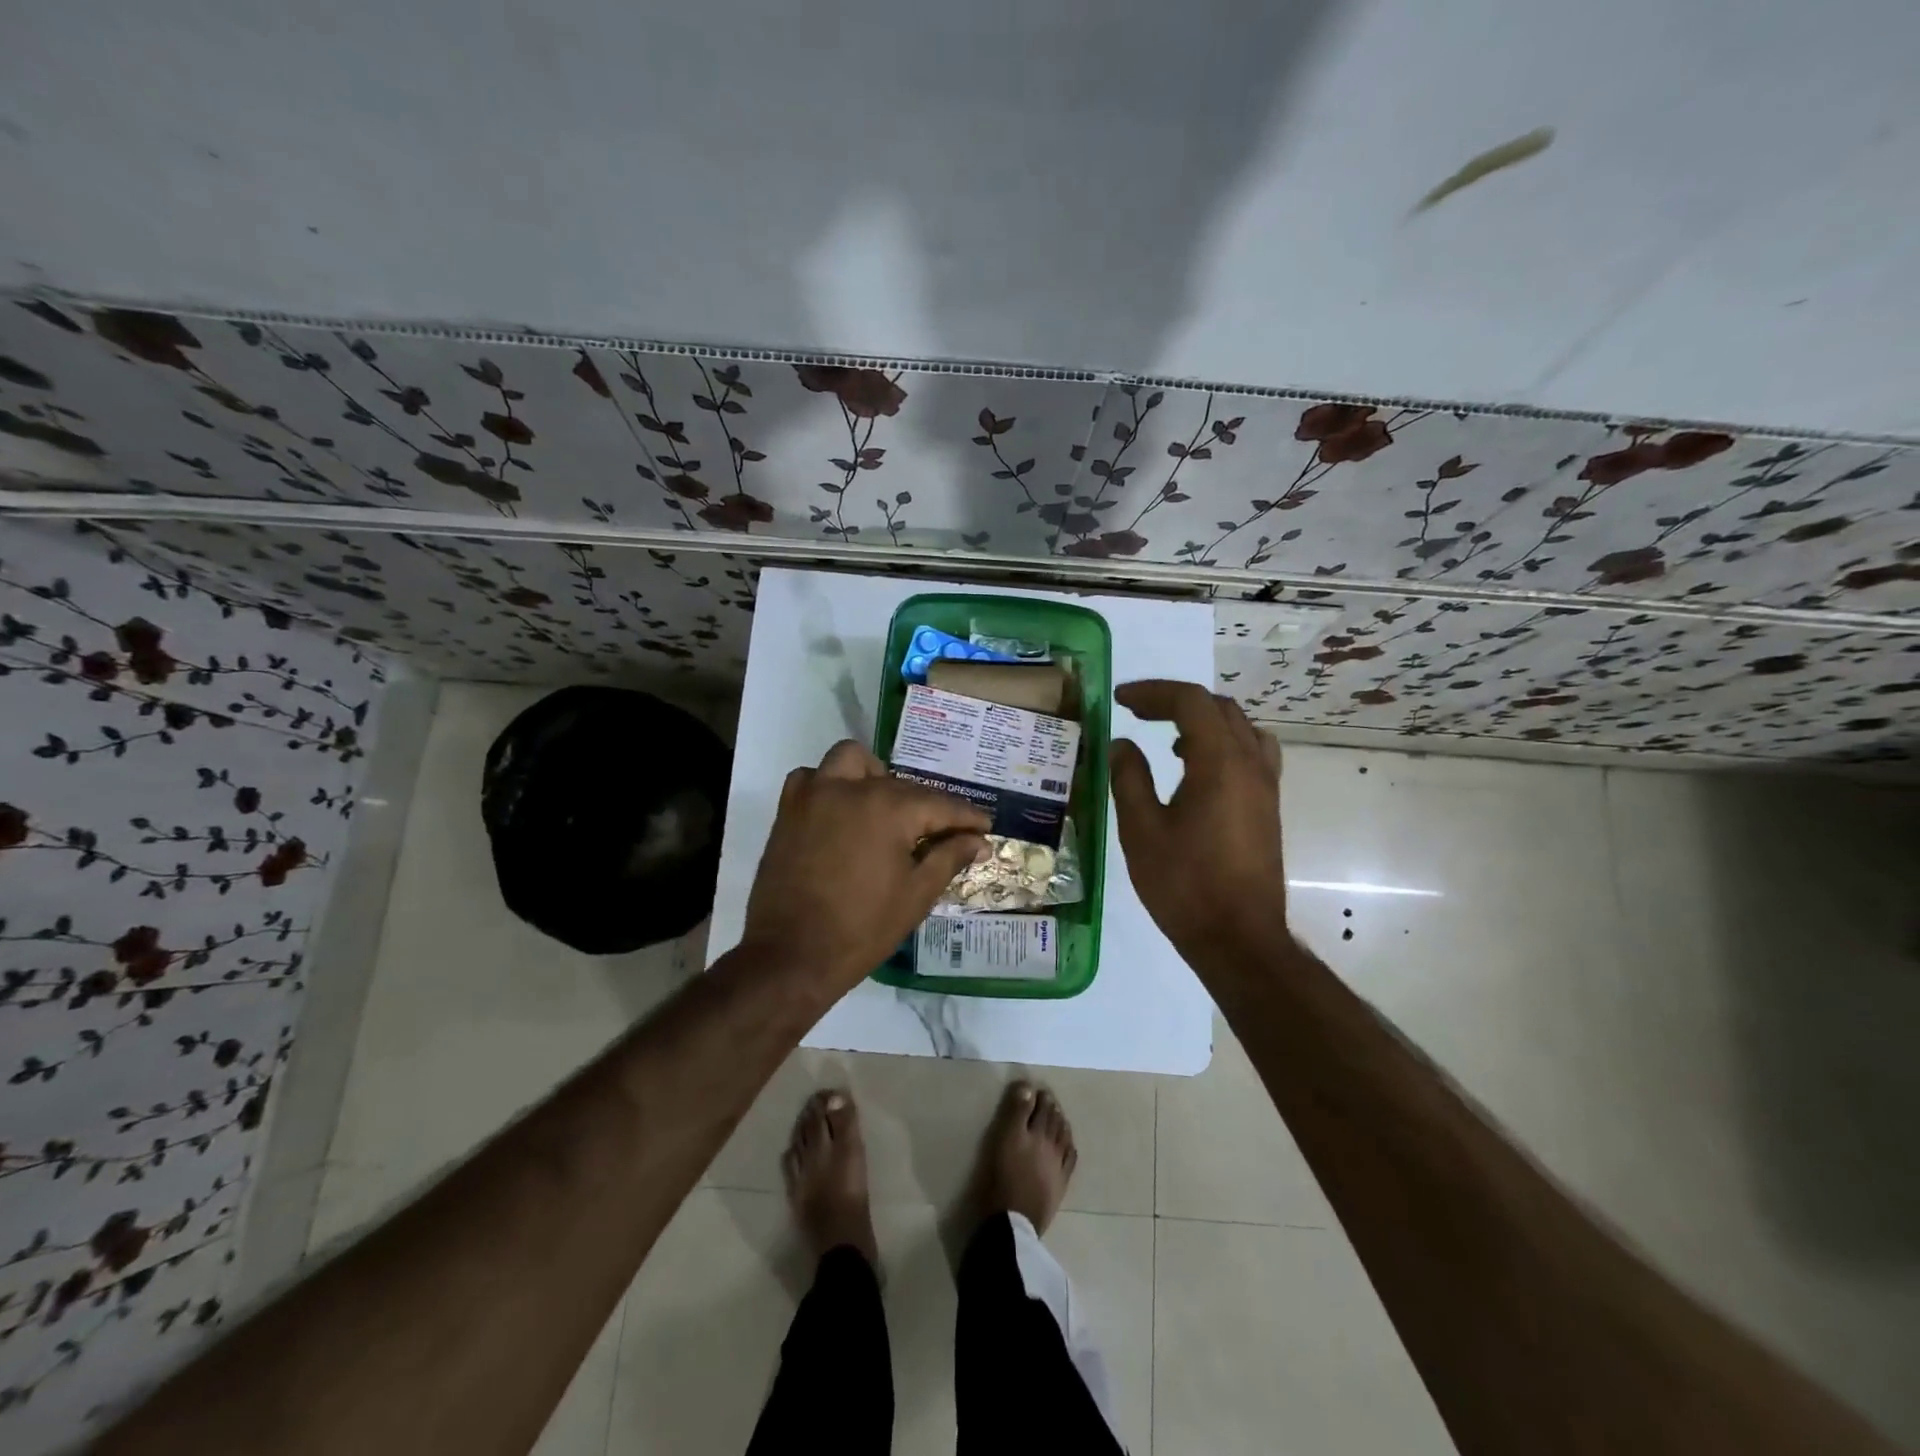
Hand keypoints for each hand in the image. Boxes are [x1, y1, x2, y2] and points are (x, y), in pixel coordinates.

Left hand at [742, 740, 989, 996]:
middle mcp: (852, 789)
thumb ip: (949, 858)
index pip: (940, 804)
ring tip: (886, 809)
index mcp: (889, 809)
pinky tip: (841, 812)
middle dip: (927, 806)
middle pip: (903, 785)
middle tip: (942, 835)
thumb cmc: (862, 929)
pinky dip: (829, 785)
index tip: (984, 827)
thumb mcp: (916, 895)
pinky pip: (811, 778)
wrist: (791, 956)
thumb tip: (978, 840)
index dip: (967, 817)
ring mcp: (814, 795)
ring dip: (875, 776)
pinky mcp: (788, 810)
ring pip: (852, 761)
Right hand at [1109, 680, 1287, 964]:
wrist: (1238, 938)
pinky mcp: (1268, 806)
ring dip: (1204, 720)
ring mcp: (1266, 785)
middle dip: (1175, 702)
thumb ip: (1129, 778)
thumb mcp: (1141, 830)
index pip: (1190, 702)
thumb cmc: (1184, 884)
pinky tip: (1198, 770)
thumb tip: (1121, 744)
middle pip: (1218, 708)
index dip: (1152, 692)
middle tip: (1138, 713)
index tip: (1119, 700)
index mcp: (1219, 762)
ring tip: (1169, 738)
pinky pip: (1252, 753)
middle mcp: (1250, 764)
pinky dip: (1223, 743)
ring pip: (1241, 728)